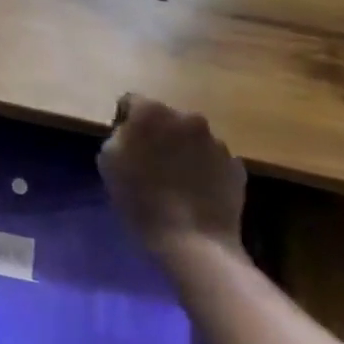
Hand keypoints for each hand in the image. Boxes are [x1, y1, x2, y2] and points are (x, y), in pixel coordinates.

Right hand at [99, 96, 245, 257]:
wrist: (193, 242)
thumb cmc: (141, 199)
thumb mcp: (108, 161)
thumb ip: (118, 135)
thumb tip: (130, 131)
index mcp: (152, 111)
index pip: (132, 102)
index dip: (126, 121)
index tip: (126, 147)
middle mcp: (187, 117)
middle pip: (166, 118)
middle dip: (159, 134)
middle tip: (152, 164)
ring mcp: (216, 142)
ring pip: (193, 138)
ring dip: (184, 151)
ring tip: (179, 183)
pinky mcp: (236, 167)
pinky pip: (214, 161)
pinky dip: (206, 171)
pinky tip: (198, 195)